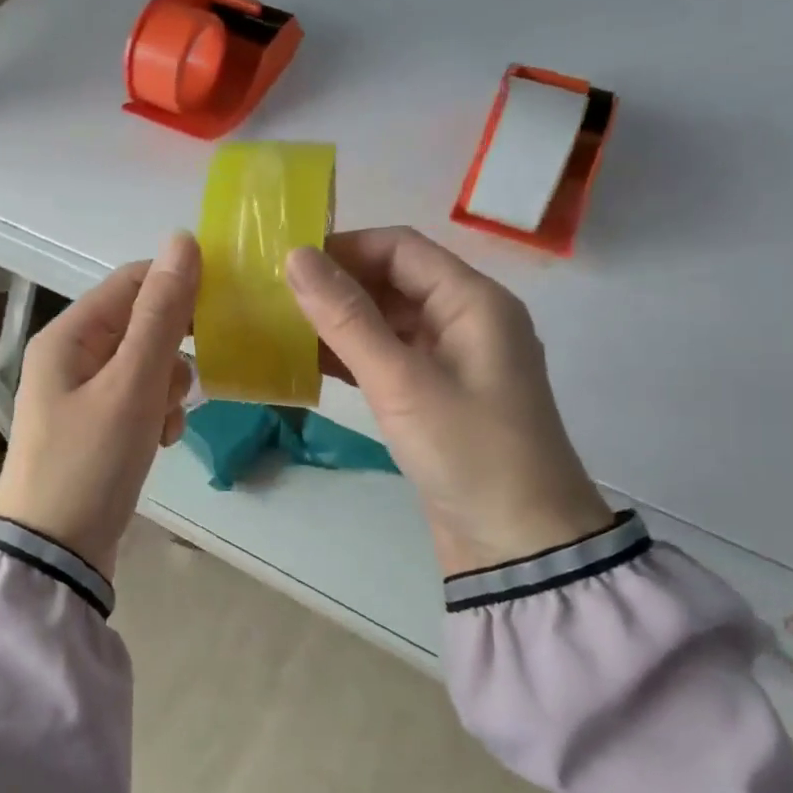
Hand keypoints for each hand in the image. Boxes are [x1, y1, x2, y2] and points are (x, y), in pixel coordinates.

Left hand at [0, 233, 199, 578]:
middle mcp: (72, 355)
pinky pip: (139, 398)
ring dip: (167, 386)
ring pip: (147, 363)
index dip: (178, 286)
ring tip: (164, 422)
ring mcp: (82, 392)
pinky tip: (160, 441)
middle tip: (185, 382)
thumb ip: (161, 315)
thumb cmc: (90, 462)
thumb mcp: (131, 385)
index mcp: (69, 335)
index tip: (222, 311)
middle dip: (173, 350)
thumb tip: (183, 241)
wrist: (55, 553)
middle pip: (142, 323)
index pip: (132, 281)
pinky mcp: (96, 425)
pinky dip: (156, 412)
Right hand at [285, 228, 611, 577]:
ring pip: (387, 320)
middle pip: (393, 280)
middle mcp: (465, 319)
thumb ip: (346, 317)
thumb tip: (296, 257)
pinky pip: (388, 357)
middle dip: (336, 284)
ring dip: (339, 321)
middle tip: (273, 295)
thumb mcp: (401, 381)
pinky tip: (306, 361)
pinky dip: (351, 355)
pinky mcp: (436, 394)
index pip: (401, 247)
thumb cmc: (468, 451)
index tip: (287, 262)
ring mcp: (451, 359)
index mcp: (473, 301)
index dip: (344, 247)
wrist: (519, 546)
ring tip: (279, 325)